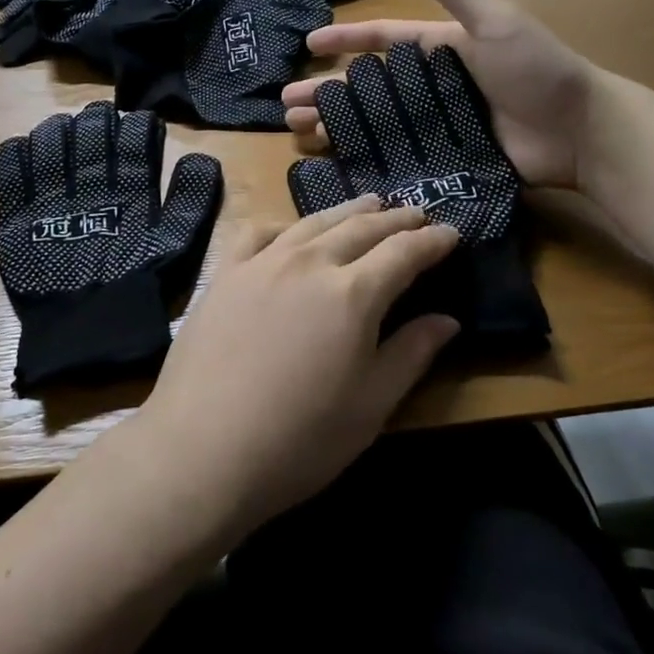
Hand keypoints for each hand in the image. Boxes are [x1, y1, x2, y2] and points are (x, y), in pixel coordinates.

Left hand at [136, 197, 459, 532]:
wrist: (202, 449)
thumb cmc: (300, 439)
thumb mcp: (371, 405)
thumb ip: (412, 354)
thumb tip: (447, 320)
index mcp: (353, 294)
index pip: (404, 253)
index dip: (432, 241)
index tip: (451, 233)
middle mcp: (309, 263)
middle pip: (361, 228)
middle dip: (395, 219)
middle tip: (416, 213)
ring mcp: (262, 263)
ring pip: (314, 222)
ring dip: (348, 211)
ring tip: (370, 204)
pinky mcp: (224, 274)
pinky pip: (259, 233)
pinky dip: (285, 225)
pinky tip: (291, 231)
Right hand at [281, 0, 596, 191]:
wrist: (581, 131)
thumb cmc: (538, 70)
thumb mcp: (495, 21)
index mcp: (442, 48)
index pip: (383, 40)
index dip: (346, 39)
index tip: (309, 44)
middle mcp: (434, 85)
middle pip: (369, 87)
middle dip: (327, 92)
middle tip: (287, 104)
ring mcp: (440, 124)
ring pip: (376, 123)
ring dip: (338, 125)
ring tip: (300, 133)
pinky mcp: (449, 157)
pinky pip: (400, 155)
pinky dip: (369, 158)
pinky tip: (338, 164)